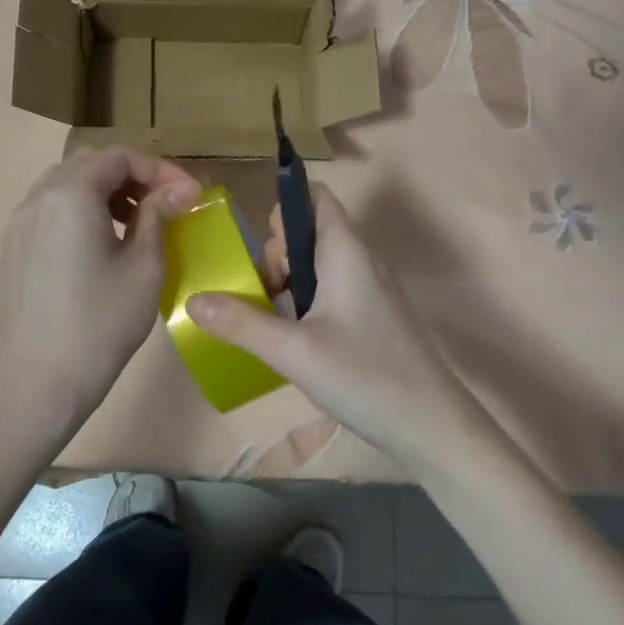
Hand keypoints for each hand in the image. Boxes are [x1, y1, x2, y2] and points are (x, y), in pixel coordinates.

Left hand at [0, 147, 201, 434]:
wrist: (42, 381)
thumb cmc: (101, 323)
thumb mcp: (144, 267)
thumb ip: (159, 216)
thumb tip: (182, 190)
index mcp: (71, 196)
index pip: (120, 157)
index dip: (160, 170)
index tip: (189, 196)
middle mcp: (38, 198)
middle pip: (90, 164)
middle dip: (132, 176)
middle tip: (164, 204)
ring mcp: (18, 223)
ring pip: (66, 184)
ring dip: (105, 191)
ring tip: (134, 222)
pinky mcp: (12, 248)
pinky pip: (50, 209)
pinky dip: (80, 210)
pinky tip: (100, 244)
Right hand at [186, 186, 483, 465]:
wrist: (432, 426)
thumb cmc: (365, 377)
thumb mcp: (293, 351)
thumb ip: (241, 323)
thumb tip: (192, 300)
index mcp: (345, 251)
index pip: (314, 198)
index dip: (283, 211)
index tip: (263, 254)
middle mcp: (360, 260)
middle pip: (309, 232)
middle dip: (277, 256)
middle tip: (265, 297)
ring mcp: (369, 288)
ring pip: (317, 265)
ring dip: (288, 284)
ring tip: (274, 324)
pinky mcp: (372, 316)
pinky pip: (330, 290)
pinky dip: (306, 303)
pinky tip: (295, 341)